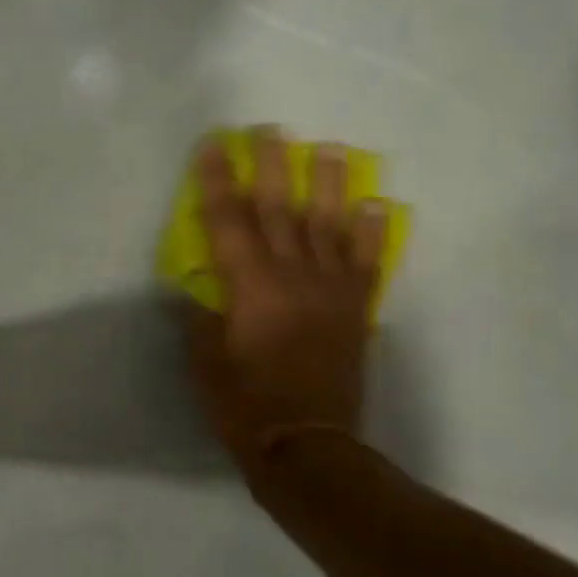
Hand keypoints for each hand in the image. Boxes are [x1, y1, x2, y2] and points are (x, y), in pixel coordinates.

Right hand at [186, 128, 387, 476]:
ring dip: (329, 184)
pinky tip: (376, 205)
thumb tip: (201, 289)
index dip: (217, 180)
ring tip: (330, 149)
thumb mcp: (204, 364)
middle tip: (271, 129)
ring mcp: (330, 291)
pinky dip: (372, 233)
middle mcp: (293, 277)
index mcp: (250, 288)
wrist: (308, 447)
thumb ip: (202, 319)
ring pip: (330, 225)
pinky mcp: (355, 311)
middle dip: (273, 166)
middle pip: (280, 209)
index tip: (214, 146)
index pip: (228, 221)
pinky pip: (366, 263)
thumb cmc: (245, 407)